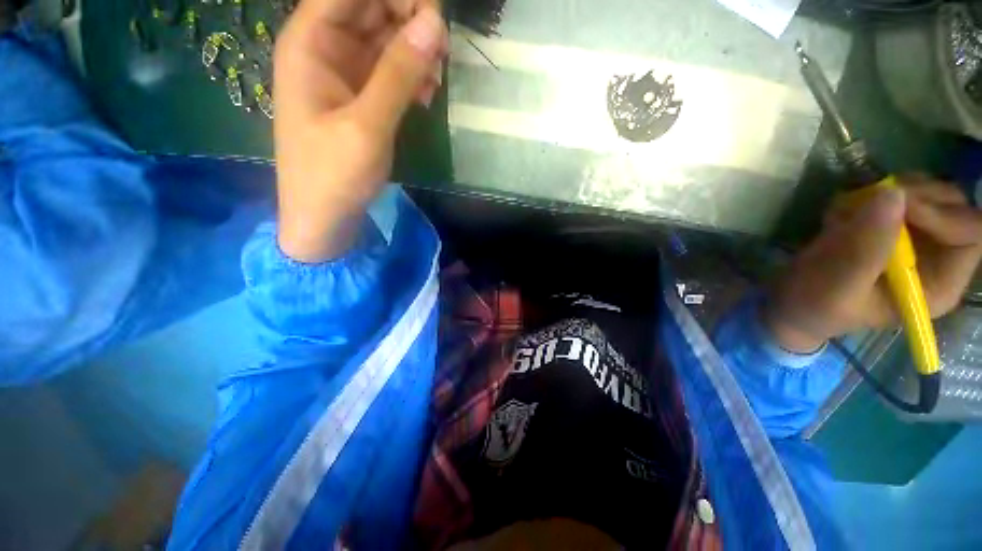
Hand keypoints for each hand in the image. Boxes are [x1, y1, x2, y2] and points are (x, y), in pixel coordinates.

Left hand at [274, 0, 446, 261]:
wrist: (324, 217)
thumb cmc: (334, 174)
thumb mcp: (367, 125)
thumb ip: (399, 74)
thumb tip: (436, 24)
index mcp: (310, 42)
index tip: (434, 19)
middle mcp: (325, 48)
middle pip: (370, 8)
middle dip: (410, 22)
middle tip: (442, 53)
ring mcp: (344, 74)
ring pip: (385, 39)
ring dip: (415, 53)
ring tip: (436, 82)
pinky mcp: (361, 98)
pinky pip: (390, 72)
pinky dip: (412, 78)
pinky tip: (427, 98)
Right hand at [765, 176, 981, 352]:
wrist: (792, 302)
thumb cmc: (816, 304)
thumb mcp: (837, 283)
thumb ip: (866, 247)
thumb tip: (892, 195)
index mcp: (939, 284)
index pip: (971, 235)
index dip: (942, 214)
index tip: (896, 207)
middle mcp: (938, 258)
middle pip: (955, 206)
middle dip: (916, 195)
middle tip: (871, 197)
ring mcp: (916, 239)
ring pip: (930, 193)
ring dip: (892, 190)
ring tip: (851, 207)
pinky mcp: (893, 227)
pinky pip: (900, 193)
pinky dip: (874, 192)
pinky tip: (846, 210)